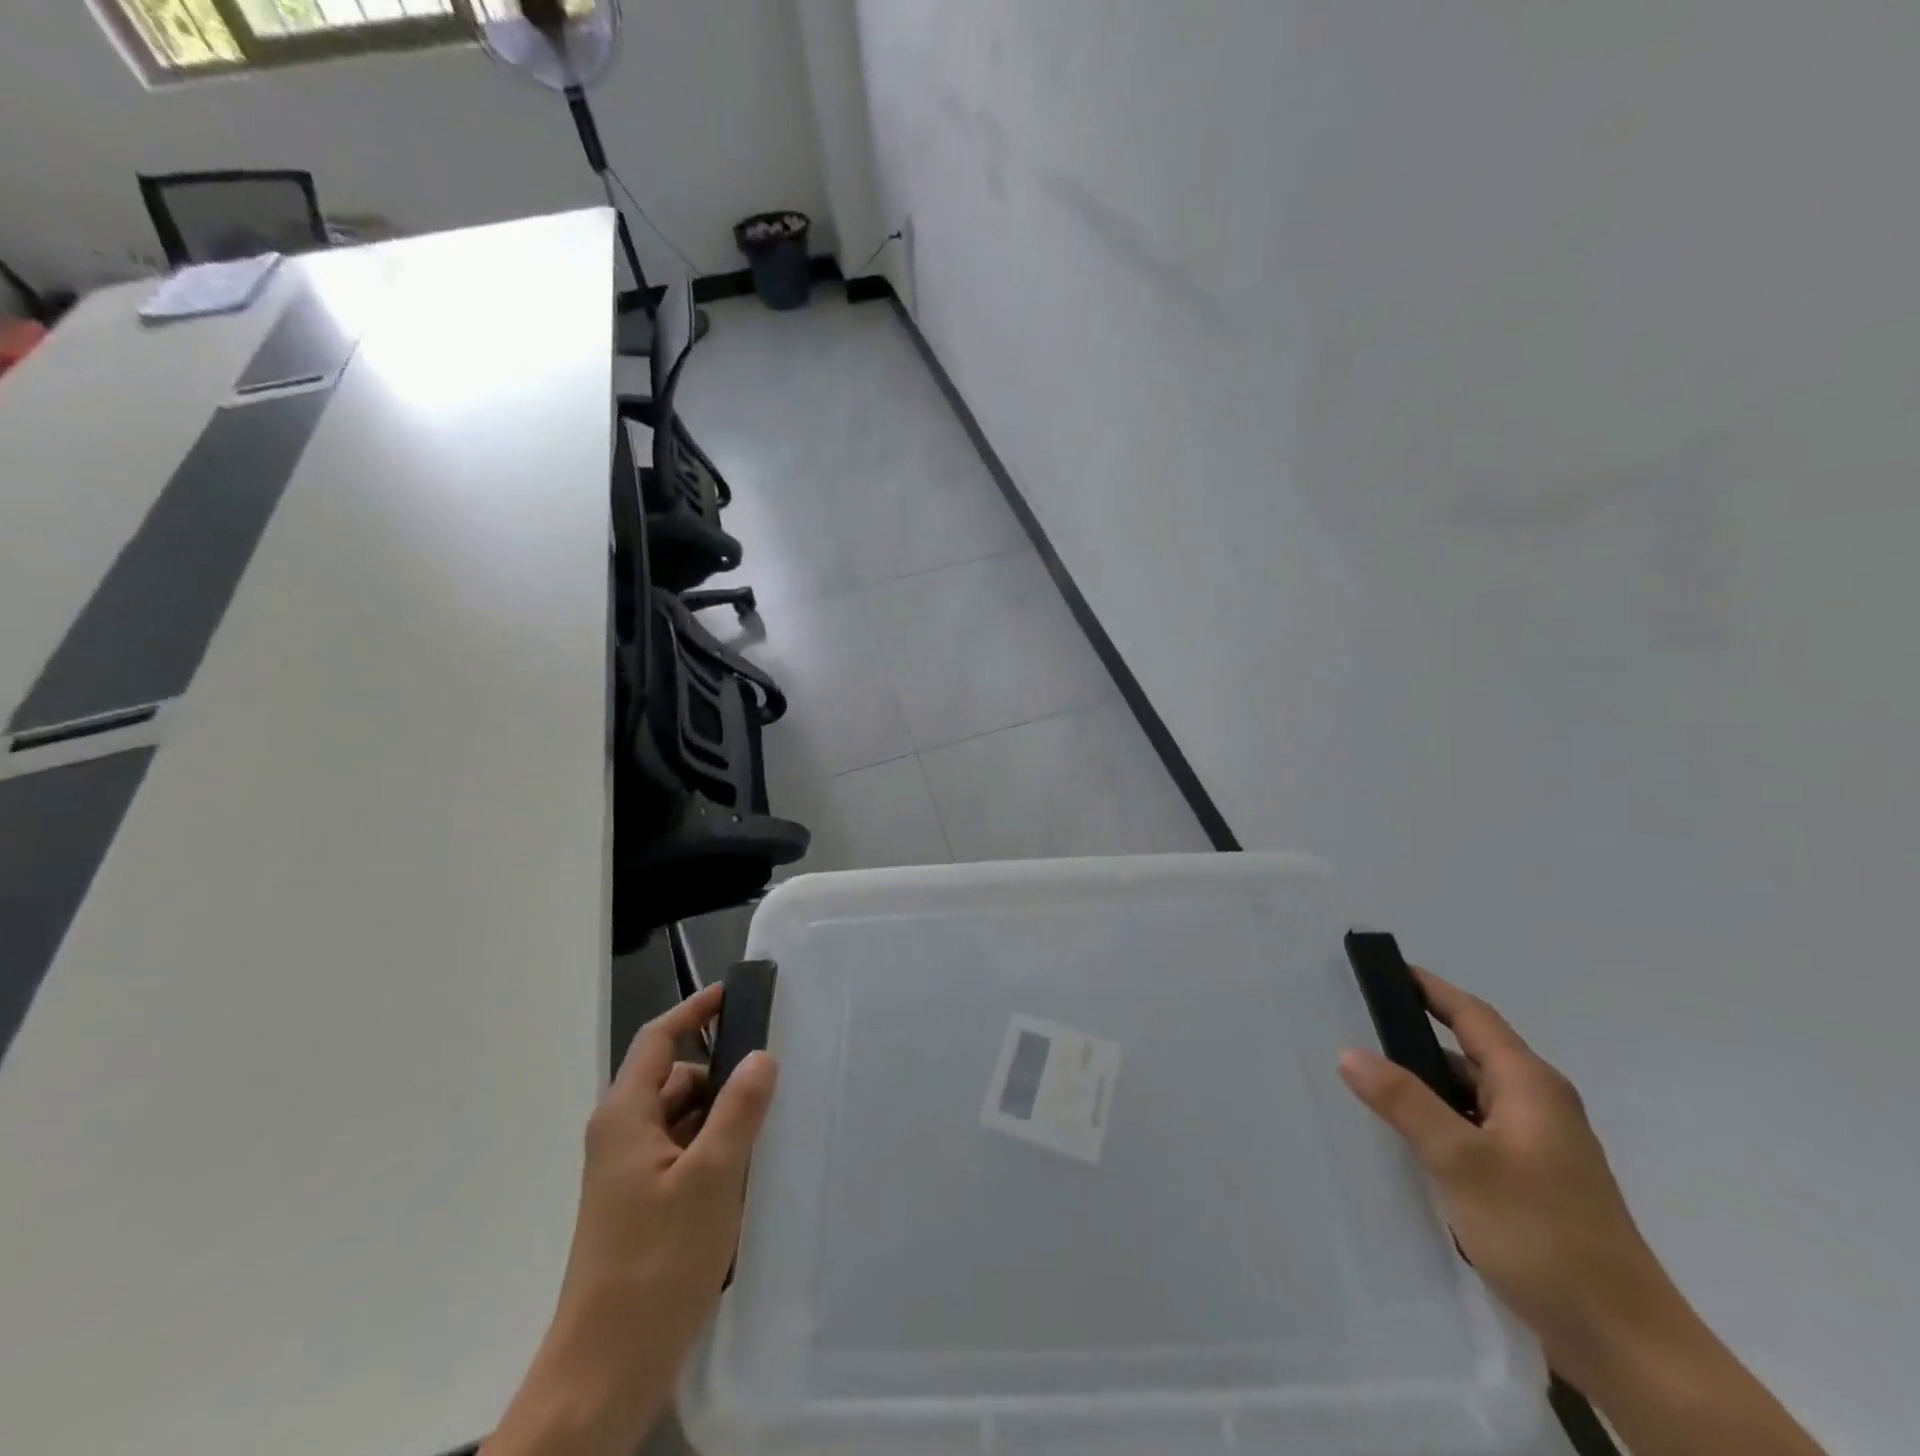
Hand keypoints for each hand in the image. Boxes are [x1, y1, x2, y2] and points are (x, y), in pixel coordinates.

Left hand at [484, 983, 776, 1455]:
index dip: (695, 1010)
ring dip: (721, 1117)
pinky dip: (713, 1151)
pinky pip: (682, 1155)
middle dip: (721, 1074)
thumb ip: (739, 1109)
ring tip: (769, 1129)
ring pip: (682, 1120)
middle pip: (675, 1080)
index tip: (735, 992)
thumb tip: (760, 1055)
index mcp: (625, 1117)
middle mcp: (621, 1136)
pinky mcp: (640, 1206)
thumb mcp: (711, 1178)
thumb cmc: (656, 1264)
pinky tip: (747, 1174)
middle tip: (774, 1077)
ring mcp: (628, 1174)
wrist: (605, 1372)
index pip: (659, 1040)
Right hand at [1337, 967, 1680, 1383]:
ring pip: (1470, 1095)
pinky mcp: (1535, 1183)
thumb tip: (1349, 1052)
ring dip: (1425, 1084)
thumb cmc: (1544, 1235)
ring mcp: (1540, 1147)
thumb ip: (1404, 1102)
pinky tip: (1408, 1142)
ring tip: (1369, 1081)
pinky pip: (1475, 1130)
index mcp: (1530, 1086)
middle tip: (1358, 1024)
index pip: (1472, 1016)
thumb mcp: (1462, 1162)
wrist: (1627, 1346)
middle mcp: (1539, 1106)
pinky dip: (1440, 1121)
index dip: (1429, 988)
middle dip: (1417, 1035)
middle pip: (1469, 1052)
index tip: (1386, 968)